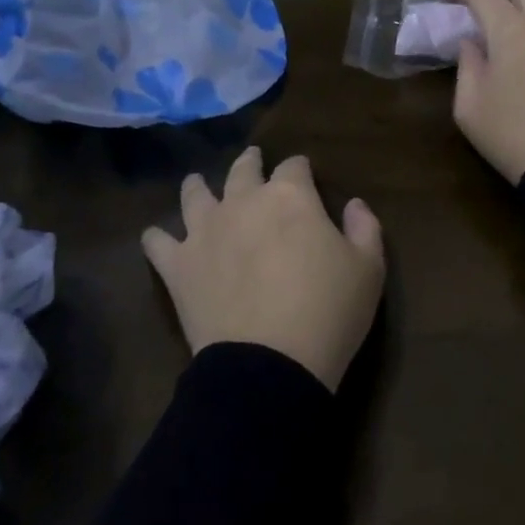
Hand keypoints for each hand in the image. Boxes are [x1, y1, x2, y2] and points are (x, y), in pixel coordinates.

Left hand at [141, 147, 384, 391]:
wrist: (269, 363)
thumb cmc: (328, 311)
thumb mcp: (368, 270)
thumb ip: (365, 228)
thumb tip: (355, 204)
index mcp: (290, 196)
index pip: (294, 166)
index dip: (300, 167)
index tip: (304, 172)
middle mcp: (243, 202)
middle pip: (242, 170)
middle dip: (250, 163)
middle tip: (252, 161)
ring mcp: (205, 231)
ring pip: (195, 195)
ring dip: (197, 186)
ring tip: (196, 183)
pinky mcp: (178, 265)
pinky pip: (158, 243)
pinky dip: (157, 237)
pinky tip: (156, 237)